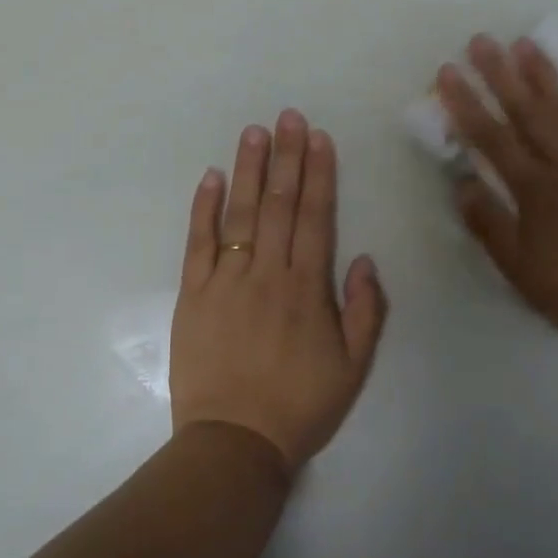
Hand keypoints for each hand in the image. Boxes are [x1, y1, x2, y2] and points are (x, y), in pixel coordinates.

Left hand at [170, 111, 388, 472]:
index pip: (315, 216)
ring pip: (239, 214)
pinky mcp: (192, 295)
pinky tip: (209, 177)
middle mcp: (267, 273)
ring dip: (248, 170)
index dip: (318, 174)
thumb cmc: (300, 406)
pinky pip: (197, 243)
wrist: (235, 441)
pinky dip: (202, 208)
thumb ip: (364, 310)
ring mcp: (225, 281)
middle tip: (288, 116)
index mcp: (307, 287)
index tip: (318, 138)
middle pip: (278, 204)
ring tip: (254, 132)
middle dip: (286, 157)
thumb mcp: (354, 366)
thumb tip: (363, 258)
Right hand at [437, 34, 557, 348]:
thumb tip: (461, 184)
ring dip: (548, 75)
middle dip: (502, 75)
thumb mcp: (519, 269)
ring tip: (528, 44)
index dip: (466, 104)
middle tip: (482, 41)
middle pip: (529, 112)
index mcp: (534, 189)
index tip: (447, 73)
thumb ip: (488, 224)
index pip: (491, 138)